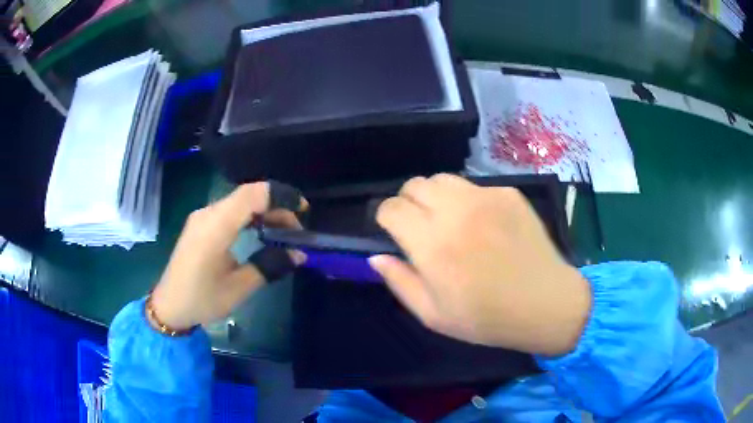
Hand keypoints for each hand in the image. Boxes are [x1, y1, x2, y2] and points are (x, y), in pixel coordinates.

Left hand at [149, 182, 306, 331]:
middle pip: (247, 195)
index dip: (281, 196)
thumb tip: (299, 254)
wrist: (169, 306)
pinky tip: (259, 231)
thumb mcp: (239, 288)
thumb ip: (269, 266)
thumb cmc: (202, 300)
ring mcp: (202, 217)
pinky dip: (249, 215)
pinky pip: (229, 210)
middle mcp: (207, 214)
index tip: (303, 210)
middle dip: (276, 206)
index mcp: (216, 227)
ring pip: (239, 201)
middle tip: (296, 230)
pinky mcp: (200, 224)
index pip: (252, 195)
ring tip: (282, 231)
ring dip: (263, 210)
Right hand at [370, 174, 590, 355]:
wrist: (545, 303)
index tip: (392, 231)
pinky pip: (475, 187)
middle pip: (414, 185)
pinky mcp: (508, 193)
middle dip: (408, 203)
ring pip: (442, 179)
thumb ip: (400, 282)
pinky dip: (467, 200)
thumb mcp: (433, 315)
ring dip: (435, 196)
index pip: (391, 208)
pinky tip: (482, 223)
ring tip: (448, 220)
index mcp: (432, 244)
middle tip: (420, 227)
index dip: (385, 217)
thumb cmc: (487, 318)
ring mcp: (486, 198)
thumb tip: (376, 257)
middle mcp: (456, 212)